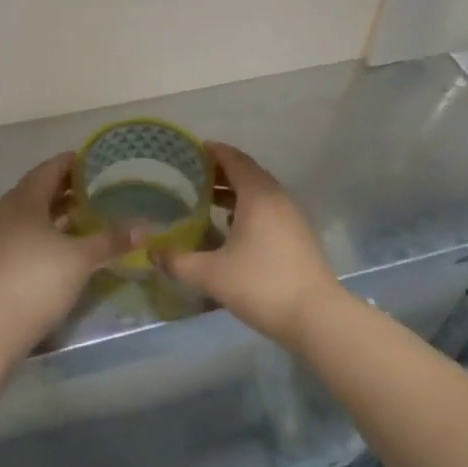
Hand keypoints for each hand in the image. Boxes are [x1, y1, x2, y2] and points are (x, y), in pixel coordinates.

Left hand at [0, 153, 129, 351]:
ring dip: (56, 209)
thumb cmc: (40, 279)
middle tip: (96, 185)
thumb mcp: (82, 257)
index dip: (72, 163)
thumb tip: (145, 229)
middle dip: (66, 186)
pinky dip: (47, 228)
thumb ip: (112, 240)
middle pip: (38, 189)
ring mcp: (0, 235)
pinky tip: (67, 240)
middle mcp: (8, 210)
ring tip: (86, 211)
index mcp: (24, 199)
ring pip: (32, 212)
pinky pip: (26, 230)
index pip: (49, 169)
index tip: (95, 160)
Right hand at [156, 142, 345, 349]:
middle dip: (220, 171)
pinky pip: (269, 209)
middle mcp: (277, 198)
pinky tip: (231, 227)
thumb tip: (150, 252)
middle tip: (191, 176)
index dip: (214, 151)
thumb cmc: (261, 285)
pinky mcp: (299, 235)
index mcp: (257, 195)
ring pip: (260, 192)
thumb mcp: (211, 274)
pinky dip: (248, 208)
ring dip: (234, 191)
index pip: (234, 159)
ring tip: (206, 200)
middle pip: (247, 173)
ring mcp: (292, 216)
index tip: (191, 150)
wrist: (317, 316)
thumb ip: (177, 261)